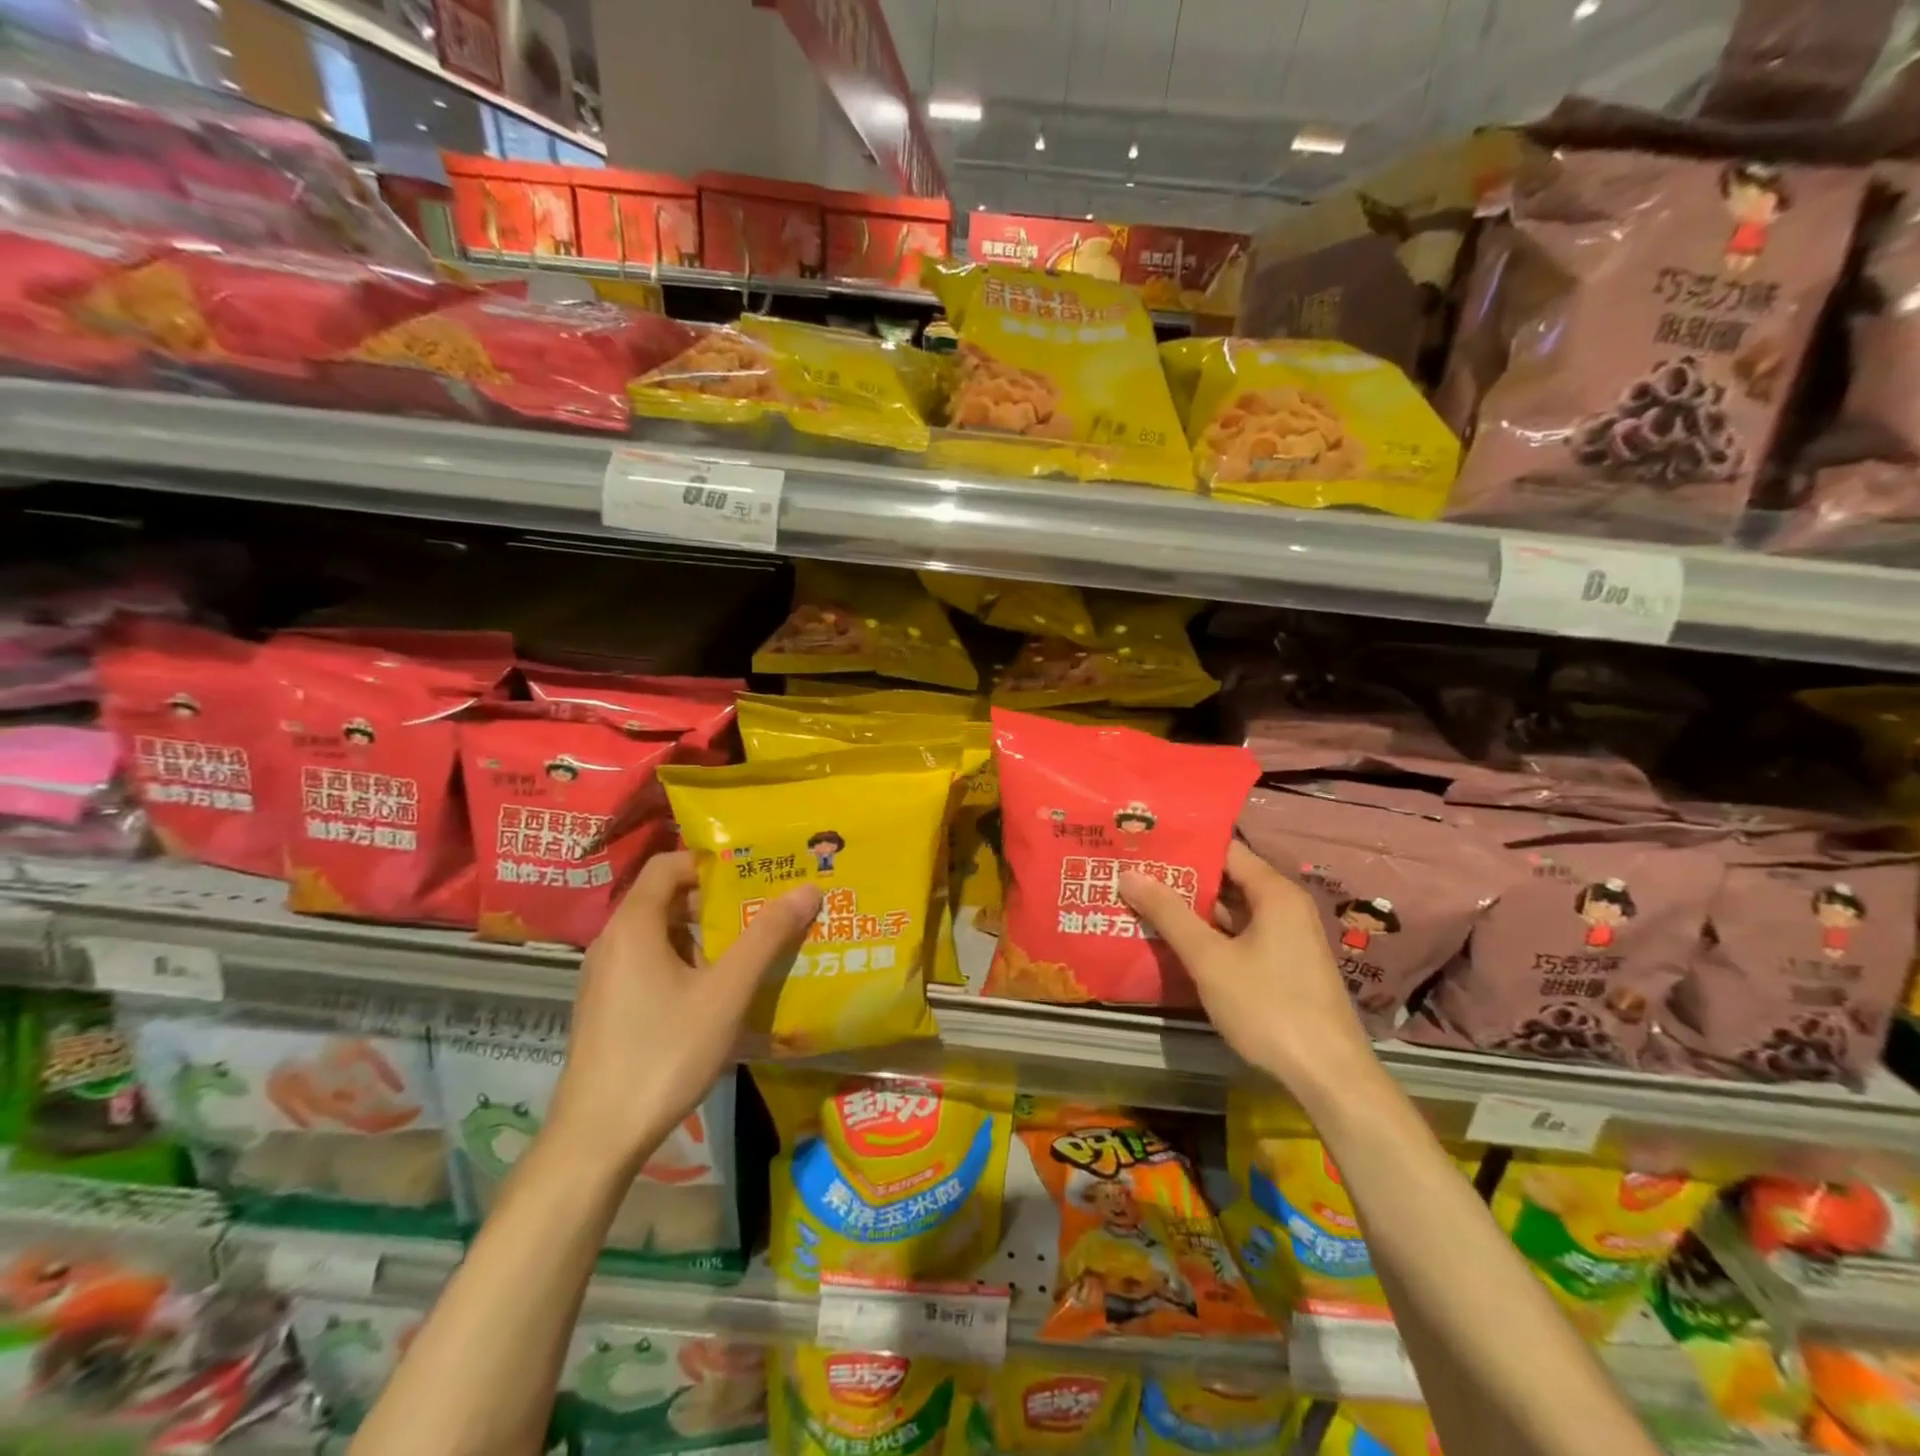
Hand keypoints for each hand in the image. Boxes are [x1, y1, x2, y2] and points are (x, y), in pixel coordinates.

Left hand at [547, 851, 820, 1170]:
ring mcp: (605, 978)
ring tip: (749, 951)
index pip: (668, 864)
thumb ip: (766, 937)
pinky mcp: (606, 1008)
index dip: (711, 862)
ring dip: (703, 936)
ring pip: (659, 935)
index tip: (754, 873)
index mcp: (633, 925)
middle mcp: (612, 942)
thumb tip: (808, 889)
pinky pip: (649, 965)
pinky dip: (684, 963)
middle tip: (763, 910)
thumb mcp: (726, 992)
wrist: (596, 1139)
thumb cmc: (663, 1053)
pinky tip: (717, 994)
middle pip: (666, 898)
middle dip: (716, 901)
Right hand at [1119, 840, 1374, 1095]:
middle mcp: (1284, 906)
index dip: (1183, 844)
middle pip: (1227, 877)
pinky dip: (1209, 932)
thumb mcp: (1210, 960)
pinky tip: (1173, 938)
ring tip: (1142, 899)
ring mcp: (1286, 937)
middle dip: (1181, 877)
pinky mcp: (1283, 964)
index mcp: (1274, 892)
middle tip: (1133, 870)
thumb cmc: (1269, 1007)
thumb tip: (1129, 874)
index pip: (1224, 849)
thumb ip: (1169, 914)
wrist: (1329, 1076)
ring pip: (1231, 908)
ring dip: (1192, 907)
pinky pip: (1239, 933)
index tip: (1144, 842)